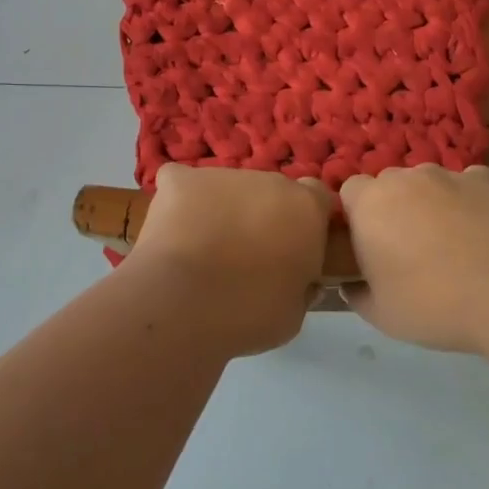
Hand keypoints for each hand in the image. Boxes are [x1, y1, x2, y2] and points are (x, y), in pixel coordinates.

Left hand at [126, 164, 334, 354]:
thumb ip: (301, 283)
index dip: (304, 220)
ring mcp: (222, 175)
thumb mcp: (294, 312)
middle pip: (269, 191)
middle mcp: (268, 180)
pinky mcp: (180, 179)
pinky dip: (179, 202)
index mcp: (305, 208)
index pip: (315, 197)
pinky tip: (172, 230)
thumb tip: (298, 278)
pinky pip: (182, 183)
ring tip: (200, 250)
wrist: (182, 304)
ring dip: (221, 210)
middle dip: (260, 215)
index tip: (292, 247)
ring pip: (226, 188)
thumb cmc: (247, 314)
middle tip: (244, 255)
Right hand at [340, 165, 488, 352]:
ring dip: (432, 206)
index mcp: (370, 203)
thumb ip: (357, 294)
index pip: (350, 192)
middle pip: (390, 185)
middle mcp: (406, 178)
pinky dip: (470, 204)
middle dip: (395, 209)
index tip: (371, 247)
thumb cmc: (435, 304)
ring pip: (430, 185)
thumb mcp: (381, 315)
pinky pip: (468, 187)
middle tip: (410, 251)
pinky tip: (486, 236)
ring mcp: (450, 174)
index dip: (358, 217)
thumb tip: (352, 284)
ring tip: (455, 247)